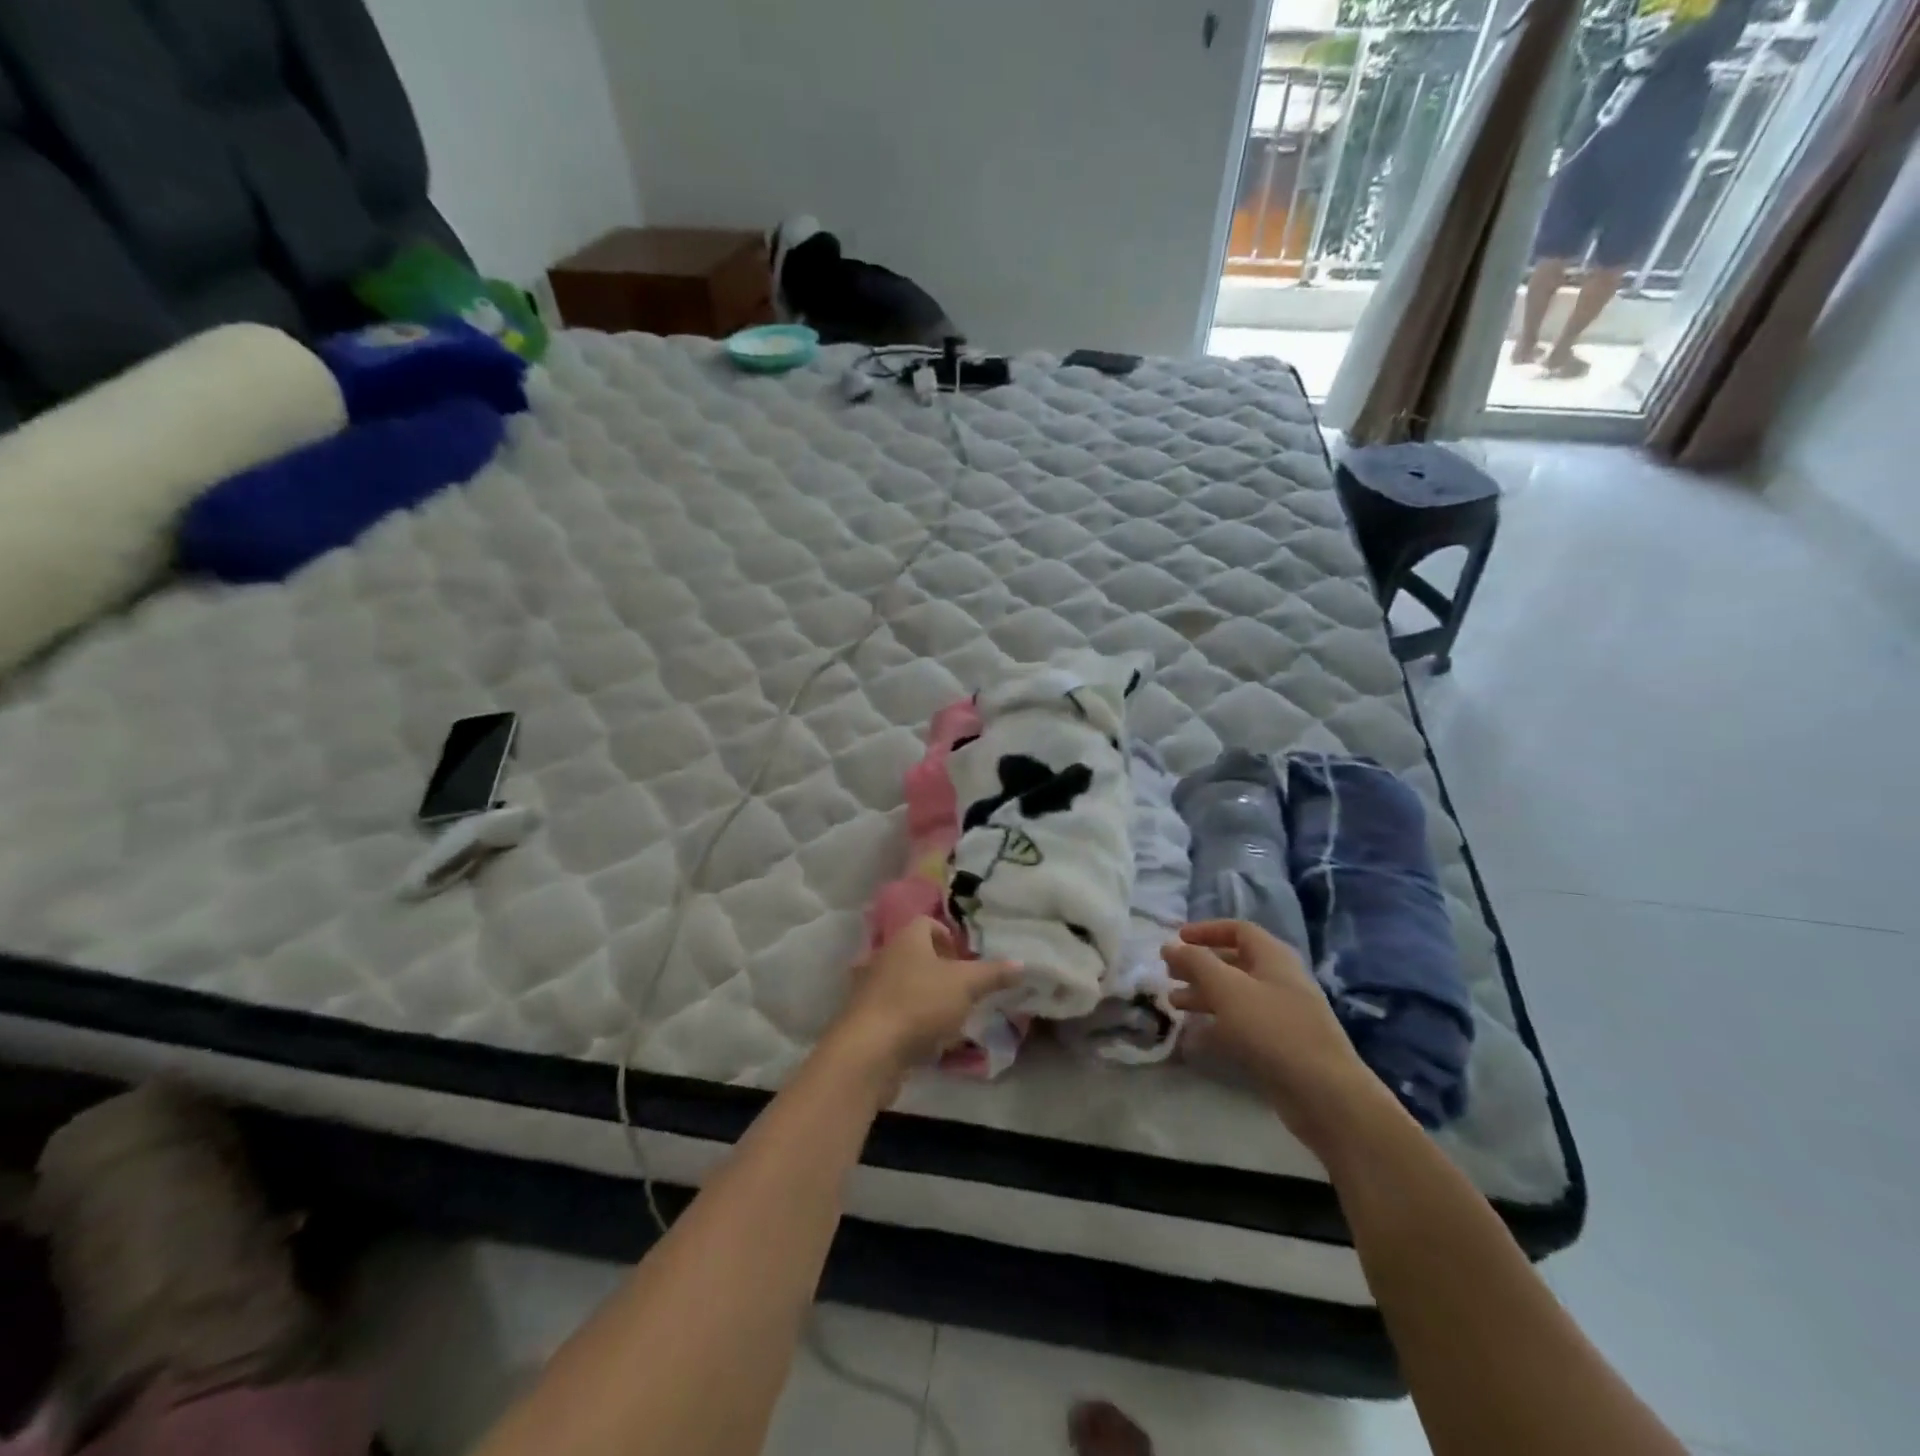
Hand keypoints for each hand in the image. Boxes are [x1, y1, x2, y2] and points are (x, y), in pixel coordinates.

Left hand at [829, 919, 1018, 1089]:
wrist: (869, 1050)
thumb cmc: (919, 1004)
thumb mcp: (965, 986)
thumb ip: (993, 974)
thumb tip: (1022, 964)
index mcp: (907, 939)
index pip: (927, 923)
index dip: (949, 937)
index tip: (966, 960)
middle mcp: (884, 956)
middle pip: (916, 954)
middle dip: (940, 970)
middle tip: (964, 990)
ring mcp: (870, 988)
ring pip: (904, 984)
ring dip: (926, 997)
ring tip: (949, 1018)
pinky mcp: (864, 1019)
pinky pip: (893, 1011)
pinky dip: (910, 1020)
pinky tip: (926, 1040)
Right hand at [1163, 921, 1383, 1153]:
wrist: (1324, 1094)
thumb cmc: (1273, 1029)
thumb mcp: (1227, 989)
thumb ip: (1196, 963)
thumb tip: (1170, 945)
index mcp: (1273, 957)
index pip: (1237, 930)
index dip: (1206, 931)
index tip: (1177, 941)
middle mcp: (1279, 980)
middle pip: (1234, 963)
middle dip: (1199, 966)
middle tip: (1168, 974)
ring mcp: (1281, 1014)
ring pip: (1235, 996)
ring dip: (1203, 995)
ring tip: (1174, 1004)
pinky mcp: (1279, 1045)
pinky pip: (1242, 1025)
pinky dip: (1217, 1026)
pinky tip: (1193, 1038)